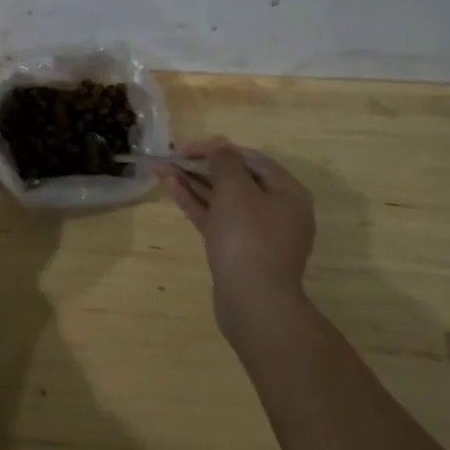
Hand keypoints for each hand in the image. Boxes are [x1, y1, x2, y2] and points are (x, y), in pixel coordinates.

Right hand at [161, 138, 316, 350]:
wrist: (253, 302)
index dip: (217, 148)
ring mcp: (257, 233)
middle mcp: (276, 211)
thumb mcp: (235, 189)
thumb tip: (219, 147)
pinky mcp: (237, 250)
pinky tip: (171, 187)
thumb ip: (224, 162)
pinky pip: (216, 218)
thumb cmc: (248, 238)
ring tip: (162, 169)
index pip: (251, 159)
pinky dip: (196, 203)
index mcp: (288, 193)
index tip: (187, 147)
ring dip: (193, 182)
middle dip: (201, 166)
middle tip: (171, 157)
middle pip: (236, 179)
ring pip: (222, 199)